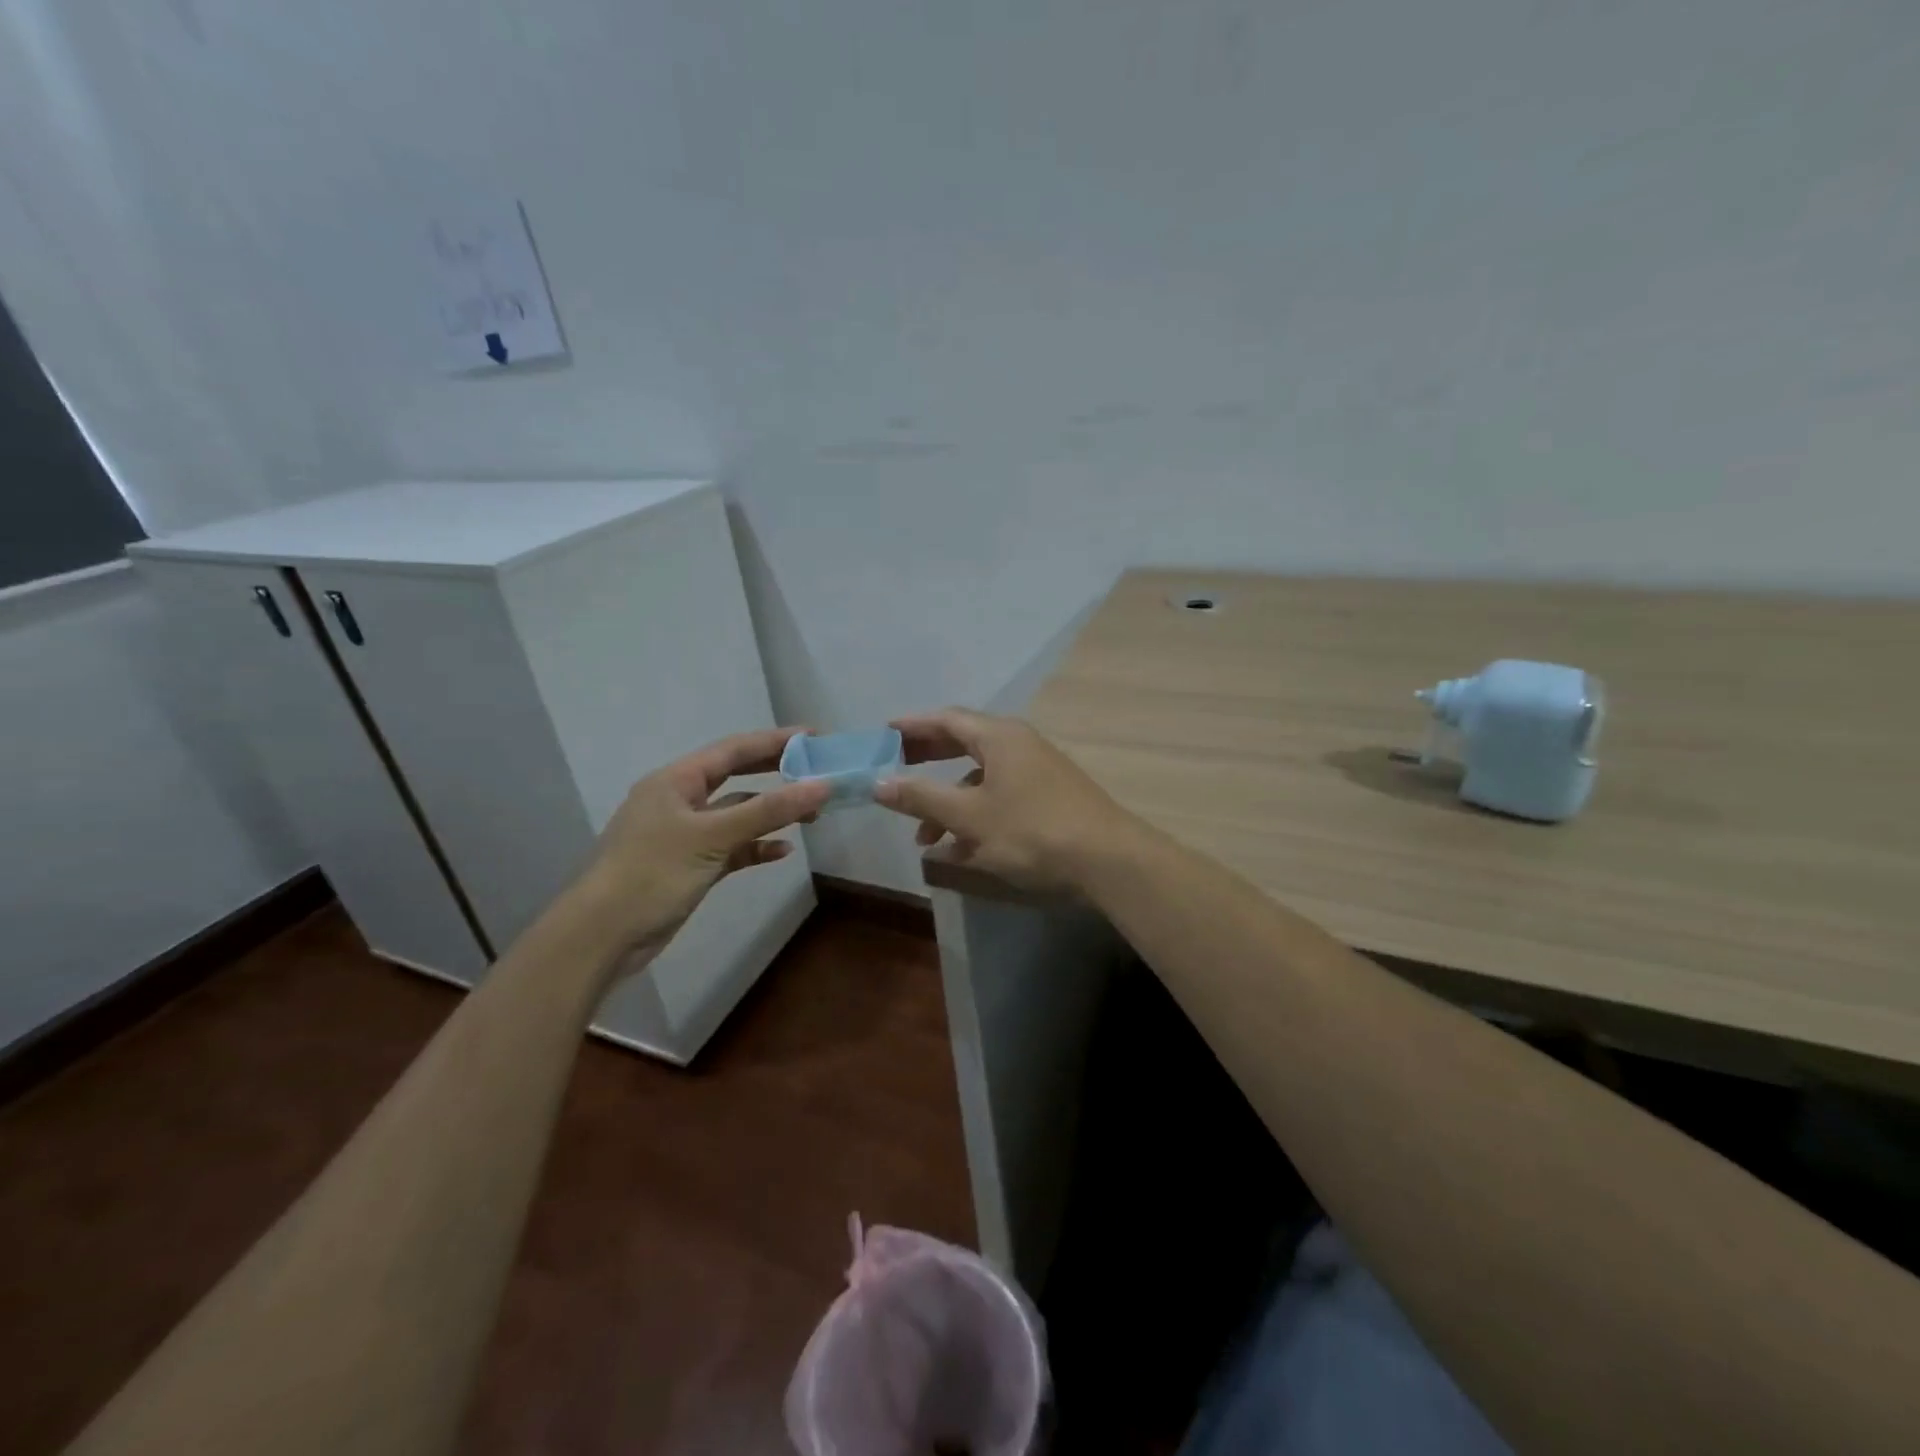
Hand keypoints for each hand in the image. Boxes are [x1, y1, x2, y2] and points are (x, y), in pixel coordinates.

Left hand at [569, 727, 829, 964]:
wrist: (602, 937)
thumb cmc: (652, 873)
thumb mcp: (712, 837)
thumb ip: (768, 810)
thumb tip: (822, 786)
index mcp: (676, 781)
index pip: (733, 750)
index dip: (775, 741)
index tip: (815, 737)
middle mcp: (680, 801)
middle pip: (736, 777)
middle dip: (776, 773)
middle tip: (817, 771)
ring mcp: (685, 835)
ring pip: (737, 815)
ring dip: (771, 813)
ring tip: (812, 815)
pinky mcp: (691, 866)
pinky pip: (732, 847)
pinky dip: (756, 847)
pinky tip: (782, 851)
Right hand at [874, 708, 1136, 892]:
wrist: (1108, 860)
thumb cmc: (1032, 830)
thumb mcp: (969, 817)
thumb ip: (922, 798)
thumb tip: (878, 782)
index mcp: (998, 737)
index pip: (947, 720)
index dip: (912, 726)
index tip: (883, 734)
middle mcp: (1018, 745)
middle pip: (963, 744)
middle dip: (927, 761)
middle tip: (895, 773)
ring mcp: (1037, 771)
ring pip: (980, 779)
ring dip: (949, 802)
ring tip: (924, 838)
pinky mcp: (1048, 798)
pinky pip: (1000, 798)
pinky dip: (975, 816)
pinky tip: (960, 851)